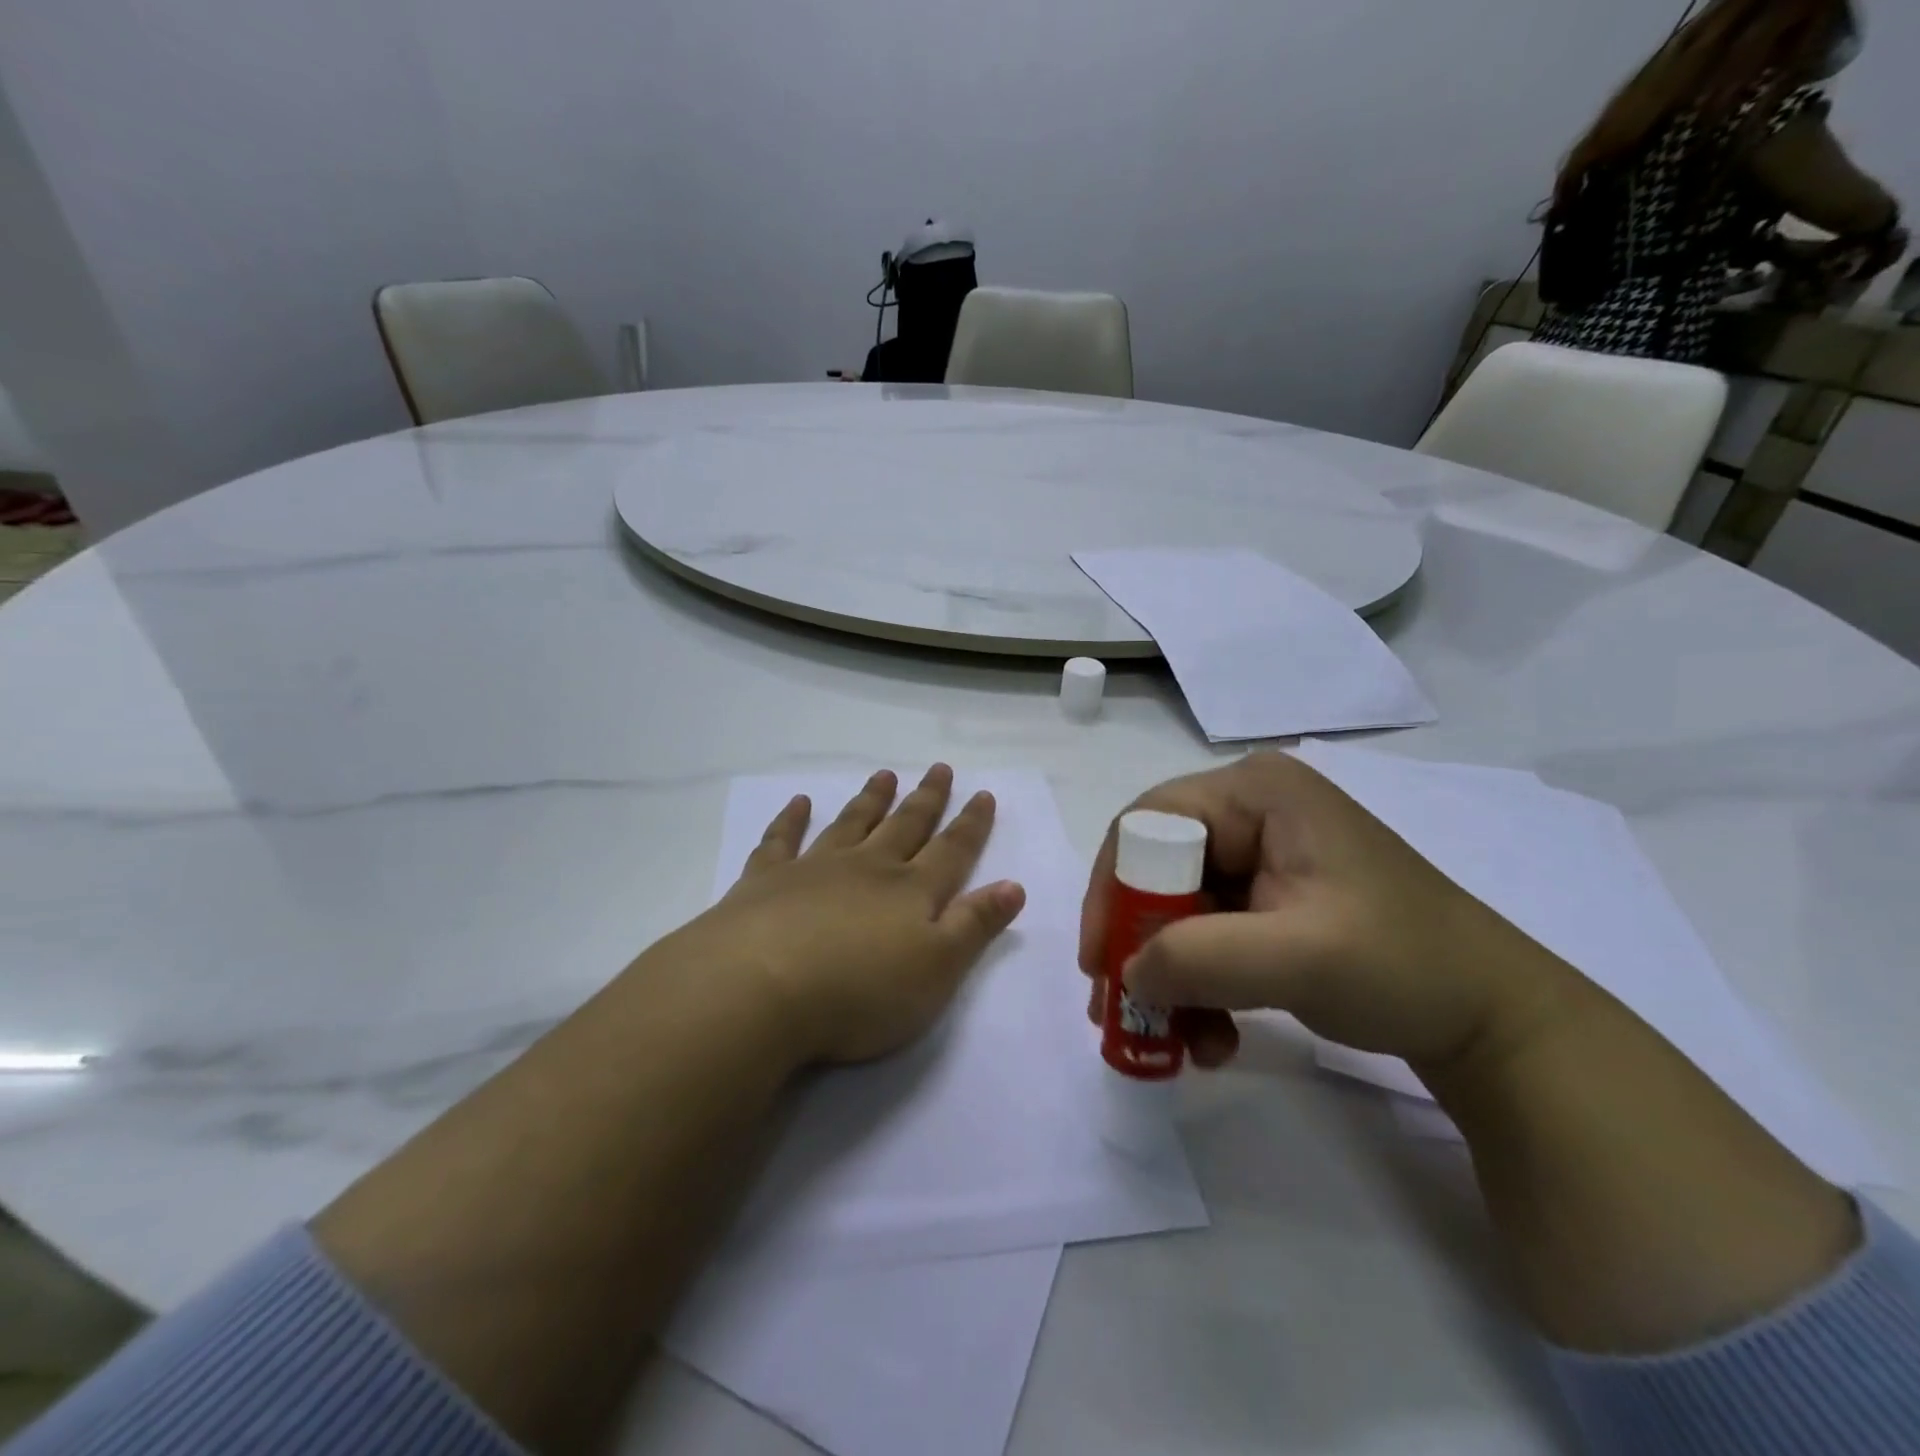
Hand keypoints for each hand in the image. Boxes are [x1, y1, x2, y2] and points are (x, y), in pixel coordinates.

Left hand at [667, 765, 1026, 1066]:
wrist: (760, 989)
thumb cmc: (860, 991)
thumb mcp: (937, 969)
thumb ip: (975, 925)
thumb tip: (1014, 885)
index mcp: (910, 891)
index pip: (951, 850)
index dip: (971, 824)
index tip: (983, 793)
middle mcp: (867, 868)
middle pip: (904, 826)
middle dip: (926, 799)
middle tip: (939, 768)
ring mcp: (814, 869)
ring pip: (851, 824)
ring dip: (870, 800)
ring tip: (883, 776)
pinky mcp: (766, 880)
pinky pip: (781, 840)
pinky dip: (791, 819)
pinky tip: (799, 803)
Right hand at [1079, 752, 1568, 1077]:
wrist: (1494, 1020)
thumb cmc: (1403, 964)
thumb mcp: (1299, 957)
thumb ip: (1199, 958)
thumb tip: (1125, 974)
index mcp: (1256, 791)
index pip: (1149, 823)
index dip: (1116, 890)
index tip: (1100, 962)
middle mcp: (1250, 810)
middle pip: (1157, 868)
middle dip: (1139, 943)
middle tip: (1118, 1008)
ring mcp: (1260, 855)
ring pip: (1177, 908)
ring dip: (1168, 976)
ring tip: (1171, 1041)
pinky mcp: (1269, 898)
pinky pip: (1206, 932)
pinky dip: (1199, 984)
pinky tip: (1213, 1037)